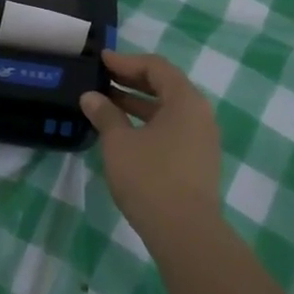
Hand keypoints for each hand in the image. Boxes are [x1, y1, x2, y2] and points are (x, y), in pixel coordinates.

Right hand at [80, 50, 222, 244]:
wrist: (185, 233)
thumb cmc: (150, 178)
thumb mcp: (119, 142)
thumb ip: (105, 114)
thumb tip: (91, 97)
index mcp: (185, 100)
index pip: (156, 67)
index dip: (126, 61)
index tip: (102, 61)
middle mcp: (200, 114)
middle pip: (165, 86)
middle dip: (132, 81)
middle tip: (102, 80)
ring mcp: (202, 139)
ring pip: (168, 110)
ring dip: (138, 103)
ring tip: (107, 104)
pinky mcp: (198, 160)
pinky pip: (172, 129)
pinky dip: (148, 123)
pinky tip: (124, 132)